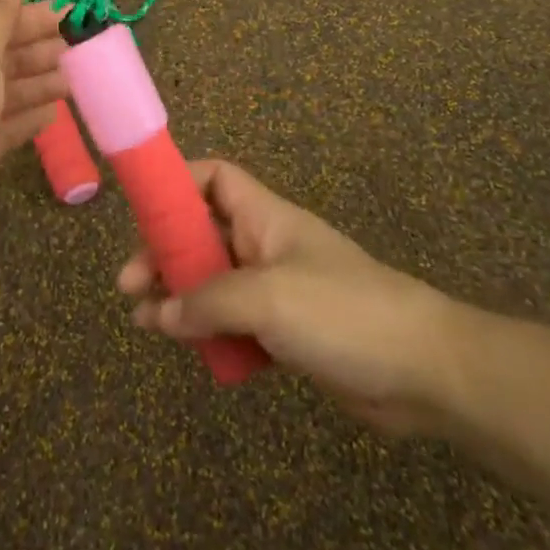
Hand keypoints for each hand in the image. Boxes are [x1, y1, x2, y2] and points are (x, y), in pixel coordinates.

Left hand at [0, 0, 67, 252]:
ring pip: (10, 92)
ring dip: (41, 82)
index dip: (34, 17)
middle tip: (82, 47)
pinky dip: (32, 118)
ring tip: (76, 78)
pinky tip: (55, 114)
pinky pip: (9, 128)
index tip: (74, 14)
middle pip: (5, 56)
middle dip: (41, 48)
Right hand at [119, 159, 455, 434]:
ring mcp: (276, 289)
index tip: (141, 211)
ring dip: (177, 295)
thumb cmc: (341, 311)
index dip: (178, 183)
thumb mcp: (267, 297)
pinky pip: (233, 321)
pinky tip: (187, 348)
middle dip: (163, 252)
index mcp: (265, 217)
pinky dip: (206, 330)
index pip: (215, 178)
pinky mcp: (285, 332)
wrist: (421, 370)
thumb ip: (207, 301)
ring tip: (142, 320)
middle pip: (202, 233)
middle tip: (128, 284)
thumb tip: (158, 312)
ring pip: (213, 281)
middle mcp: (265, 245)